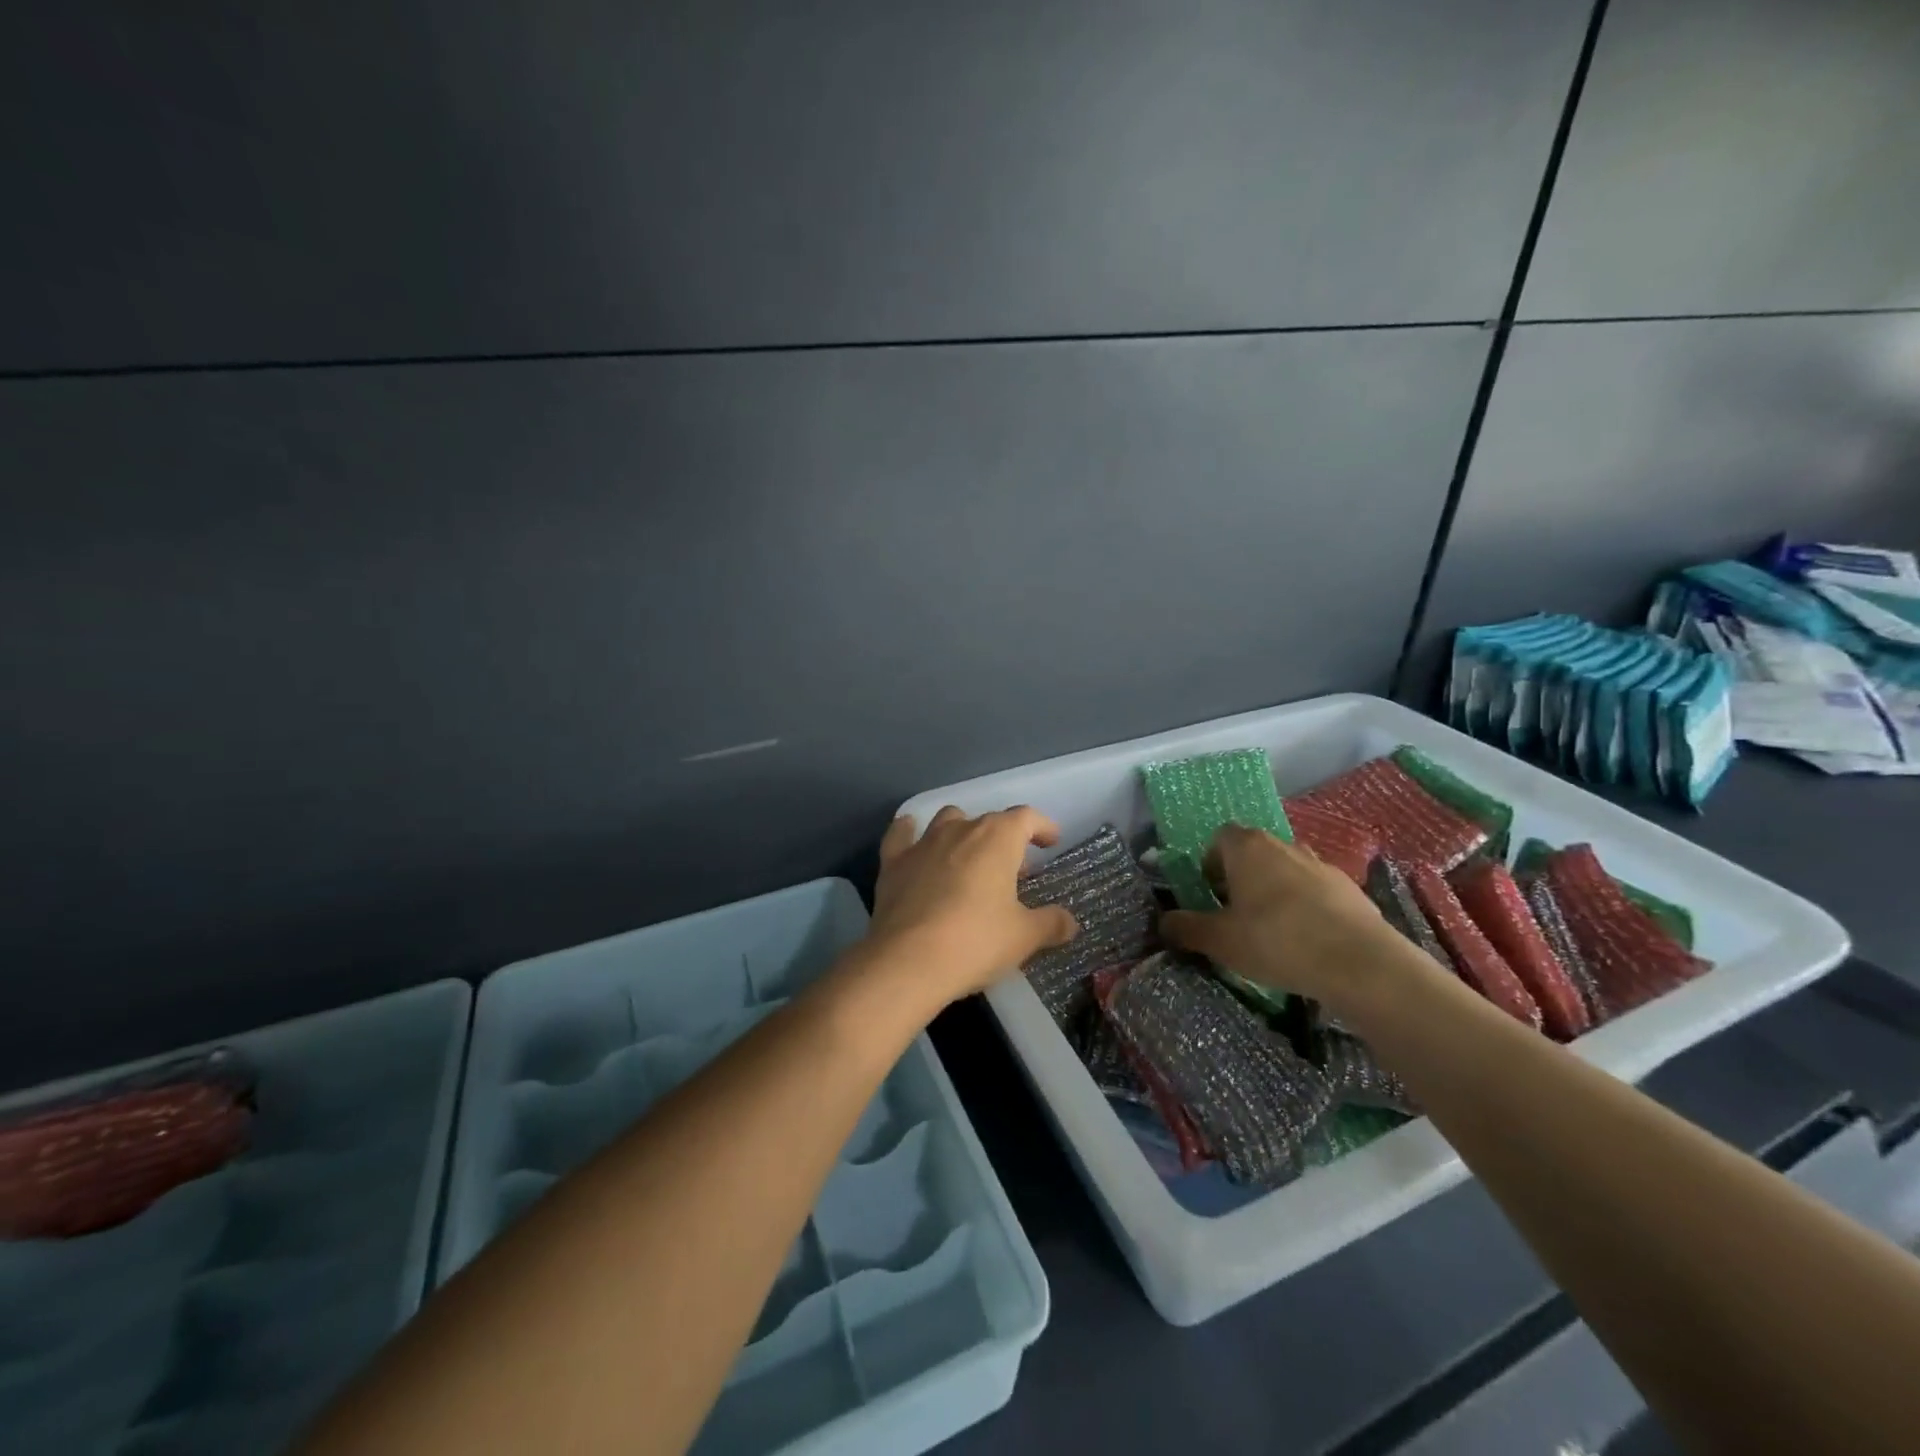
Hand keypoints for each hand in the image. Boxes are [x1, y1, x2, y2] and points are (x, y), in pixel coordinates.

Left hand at [861, 806, 1080, 1007]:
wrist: (908, 961)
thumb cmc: (976, 941)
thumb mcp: (1024, 937)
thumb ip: (1051, 924)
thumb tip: (1069, 922)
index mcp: (997, 839)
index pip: (1026, 818)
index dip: (1042, 827)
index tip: (1050, 843)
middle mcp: (960, 829)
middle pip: (989, 822)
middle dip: (1005, 841)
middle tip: (1014, 874)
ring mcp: (923, 843)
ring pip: (948, 820)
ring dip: (963, 832)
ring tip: (970, 858)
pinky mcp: (893, 862)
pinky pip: (901, 835)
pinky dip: (909, 832)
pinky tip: (911, 835)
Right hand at [1160, 826, 1436, 1021]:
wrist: (1359, 963)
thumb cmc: (1276, 941)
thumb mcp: (1219, 941)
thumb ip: (1186, 928)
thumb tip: (1163, 923)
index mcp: (1248, 848)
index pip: (1220, 837)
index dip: (1211, 862)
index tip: (1211, 894)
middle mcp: (1284, 845)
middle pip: (1254, 852)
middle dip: (1242, 878)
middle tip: (1236, 915)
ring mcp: (1321, 864)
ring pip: (1287, 871)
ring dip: (1276, 892)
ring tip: (1274, 931)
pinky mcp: (1351, 889)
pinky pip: (1316, 892)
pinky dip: (1307, 908)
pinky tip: (1308, 942)